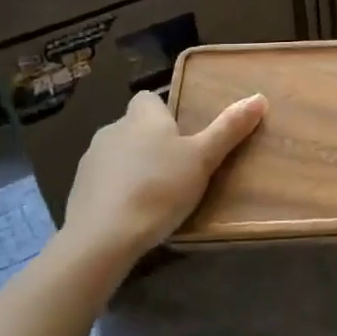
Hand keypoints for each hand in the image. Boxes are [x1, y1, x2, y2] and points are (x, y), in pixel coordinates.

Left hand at [58, 90, 266, 262]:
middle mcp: (113, 129)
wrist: (102, 237)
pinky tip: (131, 213)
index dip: (164, 113)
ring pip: (118, 154)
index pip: (149, 99)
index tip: (182, 135)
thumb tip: (259, 98)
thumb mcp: (203, 159)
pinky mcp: (77, 190)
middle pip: (134, 127)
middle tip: (177, 168)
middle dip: (151, 142)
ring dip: (132, 166)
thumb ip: (229, 128)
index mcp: (143, 116)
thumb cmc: (159, 188)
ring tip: (155, 194)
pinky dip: (116, 190)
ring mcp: (91, 160)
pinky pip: (103, 181)